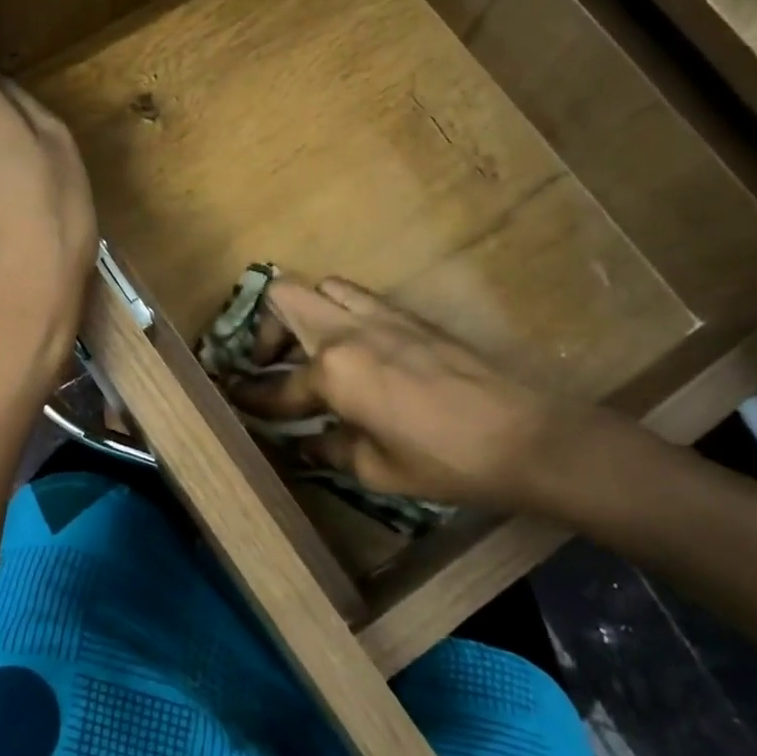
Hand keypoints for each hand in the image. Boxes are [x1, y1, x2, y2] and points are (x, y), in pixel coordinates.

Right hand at [229, 277, 588, 514]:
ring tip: (310, 350)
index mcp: (333, 370)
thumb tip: (305, 444)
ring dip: (306, 313)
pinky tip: (353, 351)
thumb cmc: (441, 460)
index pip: (278, 386)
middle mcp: (348, 330)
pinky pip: (359, 298)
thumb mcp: (374, 468)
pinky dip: (340, 314)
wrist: (521, 435)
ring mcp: (382, 316)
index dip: (253, 399)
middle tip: (271, 364)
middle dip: (266, 329)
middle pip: (285, 297)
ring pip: (325, 287)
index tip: (236, 400)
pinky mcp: (410, 316)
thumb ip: (329, 448)